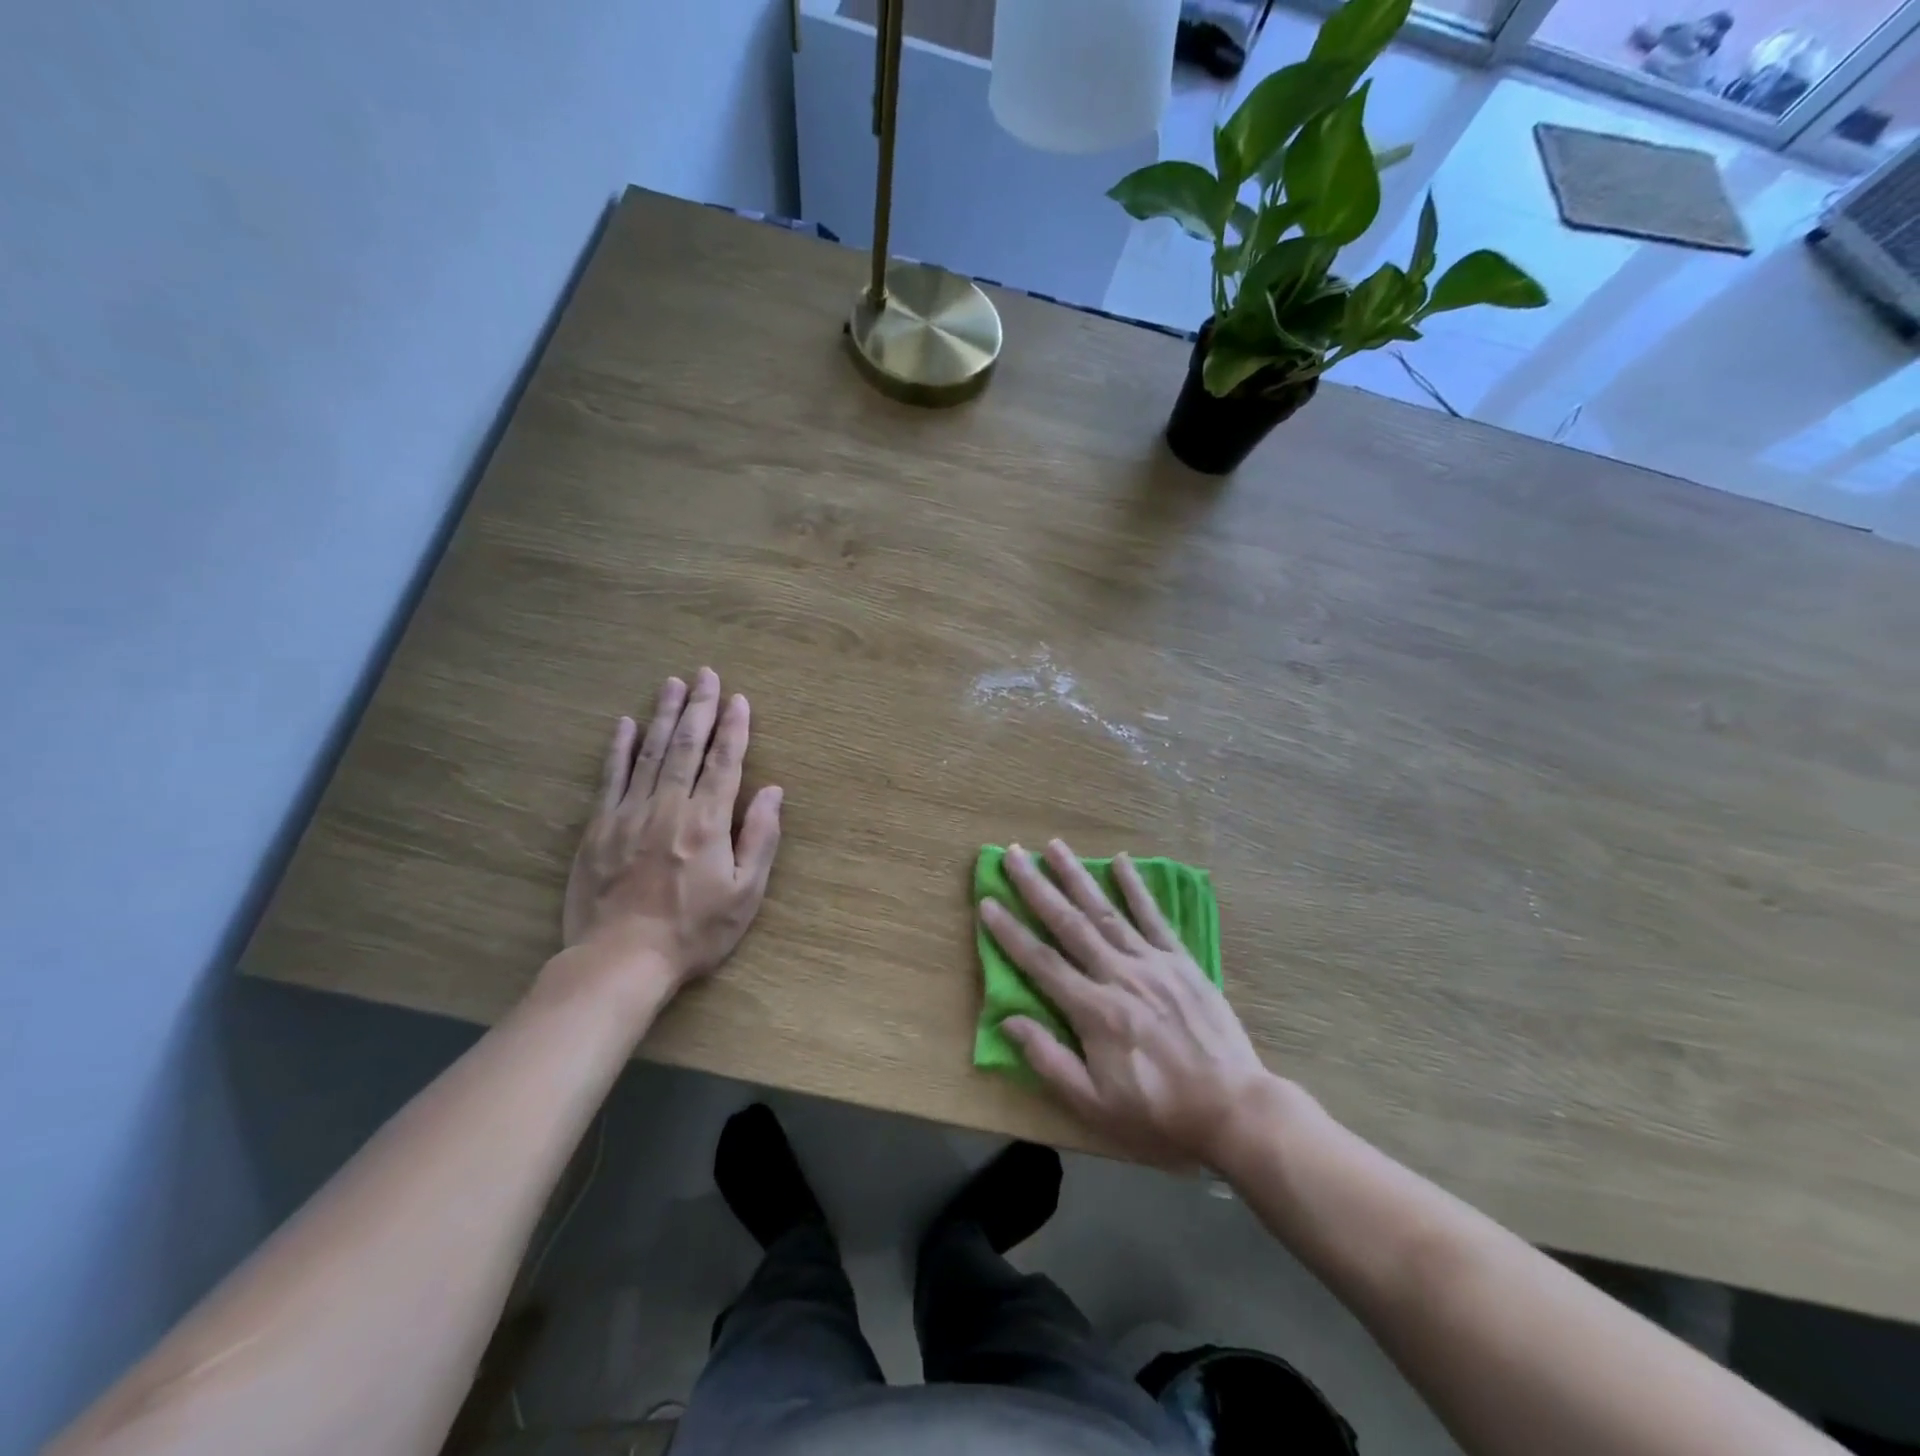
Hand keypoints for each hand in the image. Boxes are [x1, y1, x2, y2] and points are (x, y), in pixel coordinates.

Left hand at [562, 669, 782, 993]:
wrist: (620, 960)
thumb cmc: (693, 932)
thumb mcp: (745, 894)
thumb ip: (760, 838)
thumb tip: (773, 792)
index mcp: (708, 821)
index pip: (725, 762)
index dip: (734, 728)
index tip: (739, 698)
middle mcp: (669, 807)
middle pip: (686, 746)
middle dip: (699, 707)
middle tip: (704, 674)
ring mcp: (629, 814)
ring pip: (649, 753)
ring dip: (663, 715)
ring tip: (671, 683)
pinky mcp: (599, 828)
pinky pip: (611, 777)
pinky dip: (619, 748)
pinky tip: (625, 724)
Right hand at [979, 840, 1275, 1168]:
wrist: (1234, 1109)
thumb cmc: (1158, 1114)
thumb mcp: (1095, 1105)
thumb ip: (1049, 1059)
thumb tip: (1008, 1020)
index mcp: (1094, 1011)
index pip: (1040, 962)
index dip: (1010, 932)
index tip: (988, 901)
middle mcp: (1119, 975)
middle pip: (1068, 924)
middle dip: (1037, 886)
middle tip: (1013, 854)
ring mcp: (1153, 963)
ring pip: (1106, 911)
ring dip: (1077, 875)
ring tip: (1055, 846)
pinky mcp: (1182, 961)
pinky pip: (1155, 917)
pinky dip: (1136, 887)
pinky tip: (1122, 860)